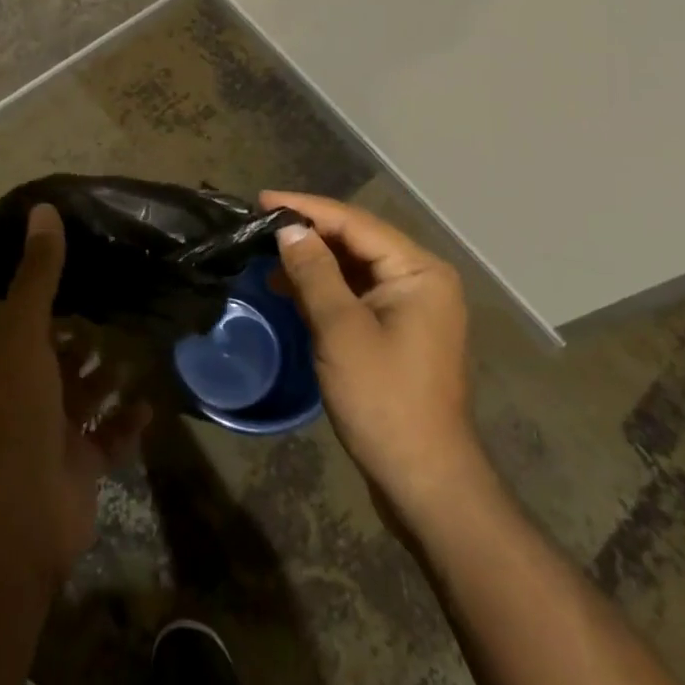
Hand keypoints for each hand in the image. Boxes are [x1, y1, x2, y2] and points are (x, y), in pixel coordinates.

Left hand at [0, 203, 150, 592]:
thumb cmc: (9, 414)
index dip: (38, 282)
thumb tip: (44, 208)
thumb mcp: (21, 334)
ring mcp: (47, 431)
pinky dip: (126, 418)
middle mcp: (17, 390)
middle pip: (52, 350)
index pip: (13, 310)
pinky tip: (151, 397)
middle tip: (121, 290)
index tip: (75, 252)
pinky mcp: (77, 465)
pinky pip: (108, 435)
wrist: (12, 525)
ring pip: (82, 391)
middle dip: (81, 328)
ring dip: (107, 371)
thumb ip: (38, 274)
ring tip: (141, 336)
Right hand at [264, 190, 480, 530]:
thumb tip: (288, 228)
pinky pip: (356, 294)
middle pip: (356, 241)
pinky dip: (324, 288)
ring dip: (312, 261)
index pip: (354, 223)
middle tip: (260, 223)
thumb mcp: (340, 330)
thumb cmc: (384, 400)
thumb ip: (313, 271)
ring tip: (266, 254)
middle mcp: (420, 280)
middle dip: (308, 232)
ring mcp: (411, 307)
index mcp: (418, 271)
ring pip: (354, 267)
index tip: (261, 200)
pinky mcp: (398, 332)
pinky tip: (289, 288)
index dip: (306, 208)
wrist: (425, 483)